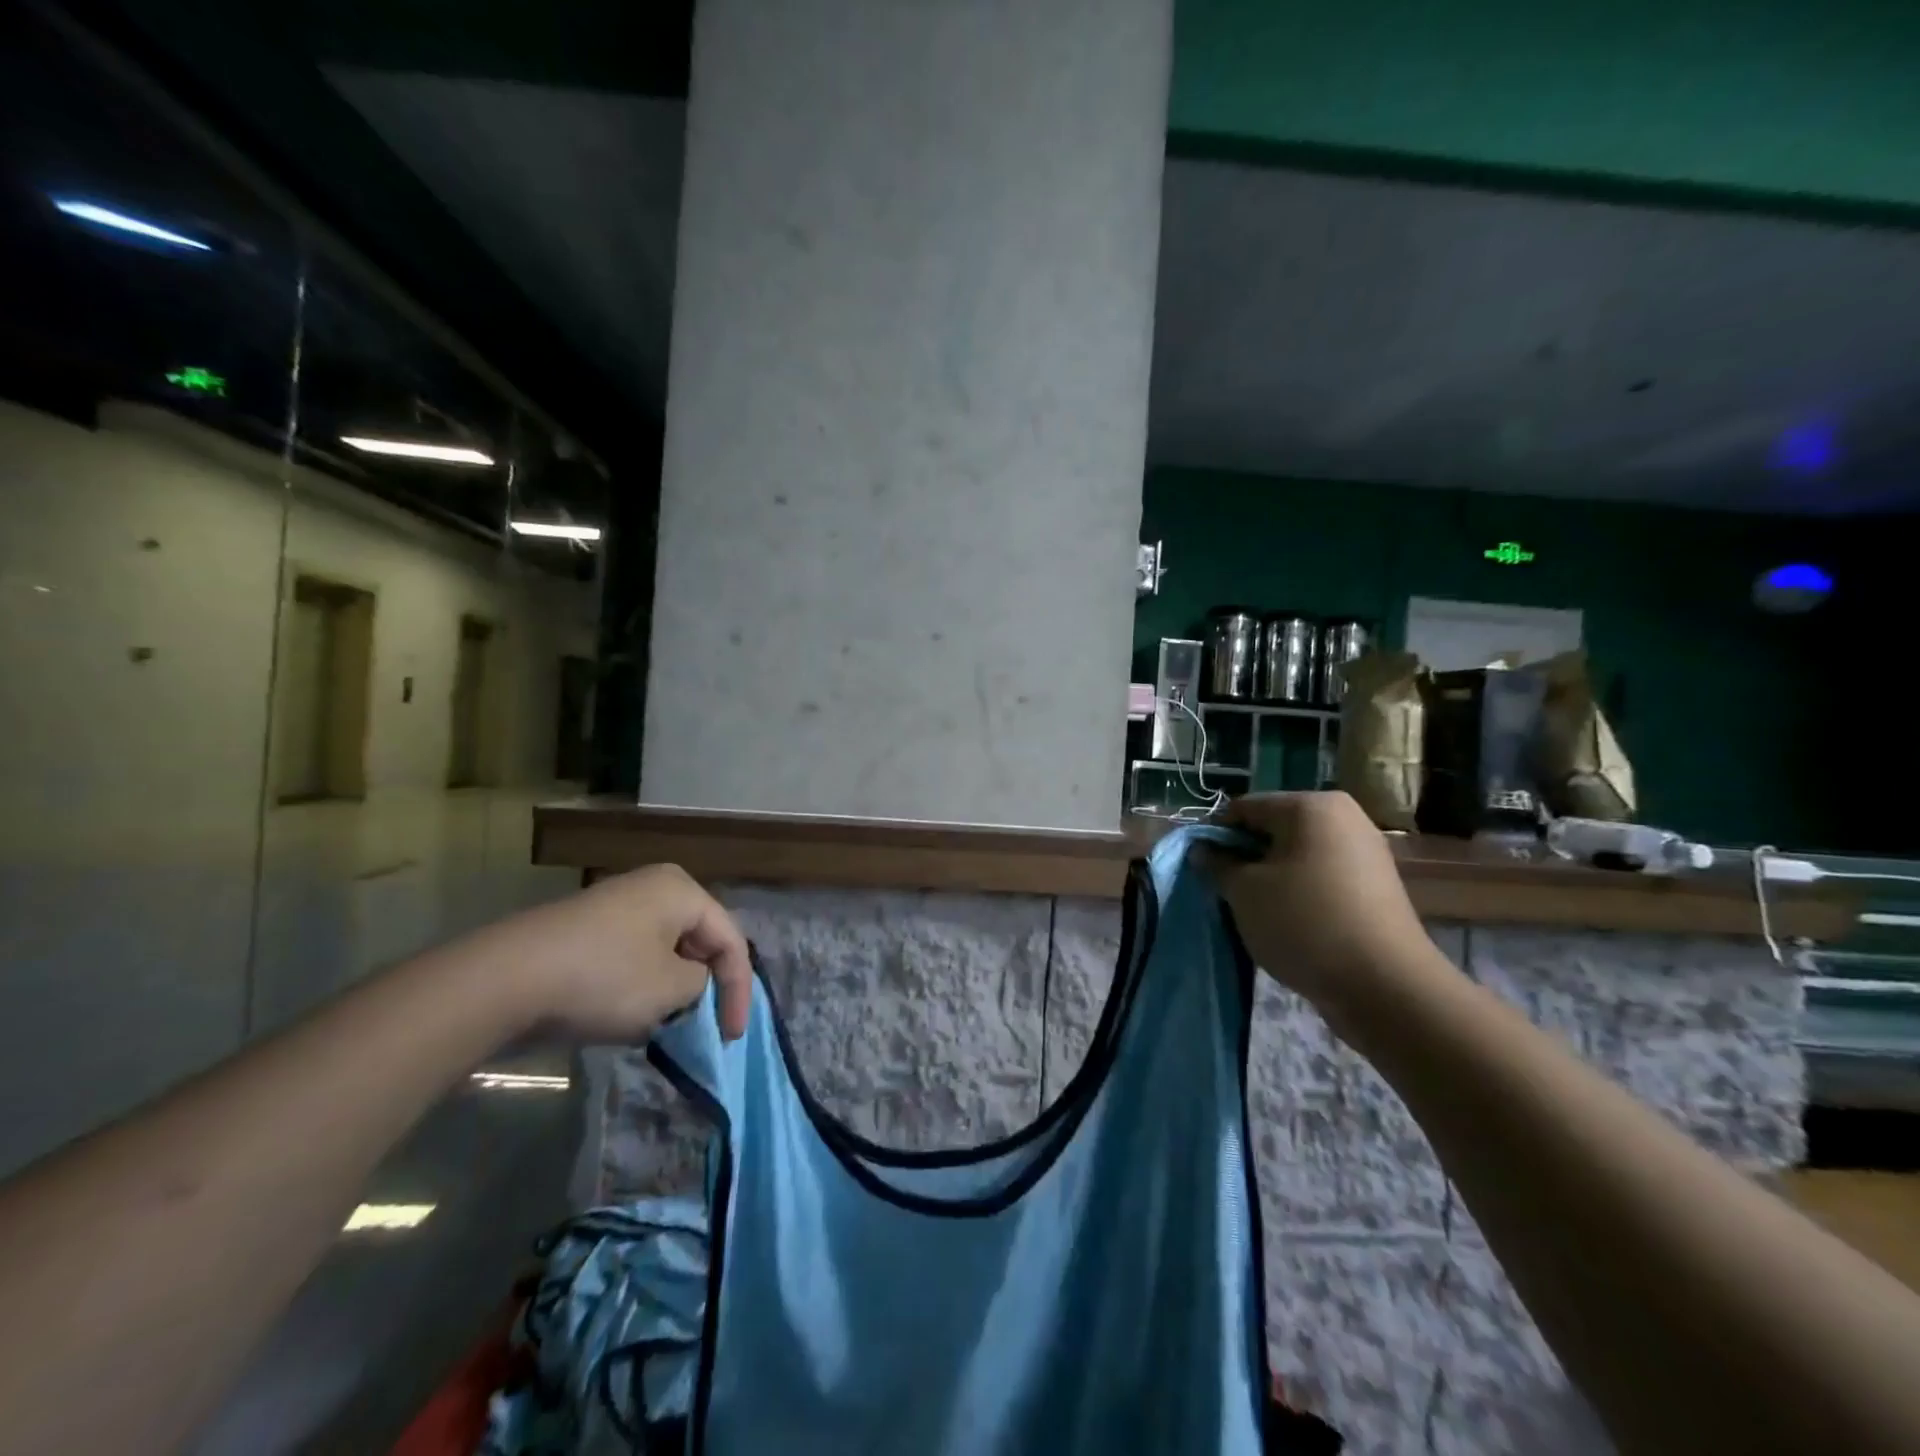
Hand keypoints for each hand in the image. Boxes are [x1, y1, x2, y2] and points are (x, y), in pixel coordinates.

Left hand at [469, 864, 752, 1043]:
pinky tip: (627, 1015)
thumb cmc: (604, 978)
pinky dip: (641, 985)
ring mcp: (616, 905)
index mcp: (682, 891)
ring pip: (665, 950)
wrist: (504, 980)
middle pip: (699, 941)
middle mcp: (653, 887)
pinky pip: (632, 956)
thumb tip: (690, 983)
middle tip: (704, 1025)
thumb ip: (700, 985)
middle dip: (705, 986)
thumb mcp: (670, 990)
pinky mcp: (586, 929)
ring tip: (667, 1025)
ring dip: (672, 988)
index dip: (739, 990)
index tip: (731, 1035)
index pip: (731, 941)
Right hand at [1217, 792, 1437, 1018]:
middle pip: (1272, 829)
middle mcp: (1343, 817)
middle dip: (1244, 858)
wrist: (1385, 986)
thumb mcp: (1244, 892)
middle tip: (1225, 892)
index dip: (1214, 836)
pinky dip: (1298, 893)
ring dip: (1269, 877)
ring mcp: (1365, 851)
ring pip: (1296, 855)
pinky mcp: (1375, 886)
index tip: (1199, 868)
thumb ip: (1217, 865)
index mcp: (1310, 805)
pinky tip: (1288, 923)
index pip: (1243, 808)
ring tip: (1255, 911)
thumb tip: (1202, 851)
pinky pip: (1321, 877)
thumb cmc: (1304, 922)